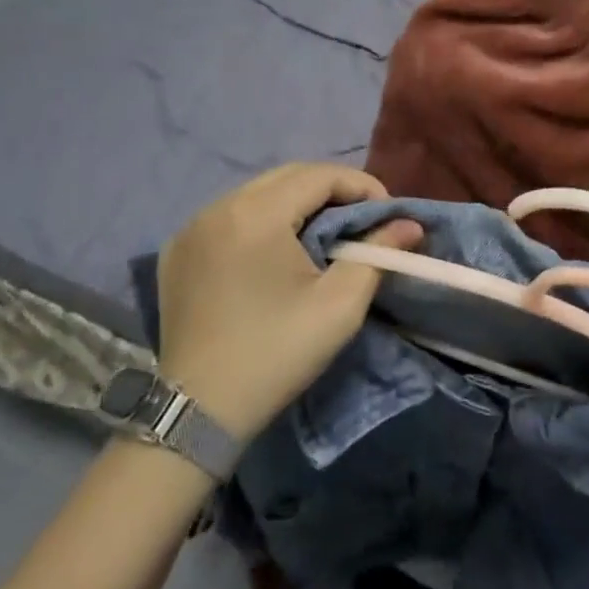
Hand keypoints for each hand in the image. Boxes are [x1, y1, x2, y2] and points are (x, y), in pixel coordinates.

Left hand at [156, 164, 421, 445]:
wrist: (198, 413)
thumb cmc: (276, 354)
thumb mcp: (339, 305)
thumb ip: (378, 253)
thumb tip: (410, 224)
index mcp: (256, 214)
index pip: (319, 175)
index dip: (361, 185)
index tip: (388, 213)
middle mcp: (219, 206)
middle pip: (288, 176)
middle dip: (331, 189)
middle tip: (362, 218)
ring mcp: (192, 226)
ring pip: (258, 192)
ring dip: (296, 201)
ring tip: (325, 231)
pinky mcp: (178, 250)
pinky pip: (230, 215)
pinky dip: (261, 219)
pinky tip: (277, 248)